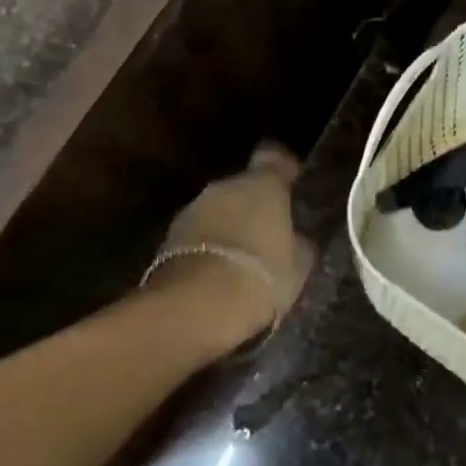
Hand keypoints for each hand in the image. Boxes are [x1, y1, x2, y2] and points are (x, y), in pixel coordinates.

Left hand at [156, 144, 315, 348]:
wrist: (197, 306)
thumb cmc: (261, 276)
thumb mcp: (298, 265)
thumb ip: (297, 243)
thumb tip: (296, 239)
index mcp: (262, 185)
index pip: (274, 159)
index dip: (283, 169)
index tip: (291, 181)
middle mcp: (224, 187)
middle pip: (242, 187)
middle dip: (253, 205)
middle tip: (267, 232)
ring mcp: (192, 209)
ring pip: (217, 210)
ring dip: (227, 226)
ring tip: (241, 257)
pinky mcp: (168, 238)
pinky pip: (198, 234)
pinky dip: (208, 246)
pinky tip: (217, 272)